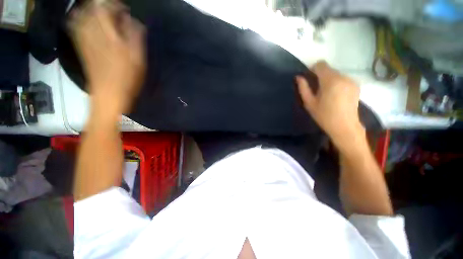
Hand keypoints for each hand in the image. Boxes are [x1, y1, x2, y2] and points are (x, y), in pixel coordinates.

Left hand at [69, 0, 145, 113]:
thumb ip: (136, 37)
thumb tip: (133, 20)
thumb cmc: (127, 78)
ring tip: (99, 12)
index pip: (108, 9)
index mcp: (111, 36)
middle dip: (102, 4)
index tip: (124, 8)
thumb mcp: (138, 59)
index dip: (115, 4)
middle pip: (92, 9)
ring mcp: (85, 40)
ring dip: (90, 10)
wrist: (109, 95)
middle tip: (112, 9)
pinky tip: (83, 19)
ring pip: (81, 15)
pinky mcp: (81, 47)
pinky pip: (75, 27)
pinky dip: (78, 19)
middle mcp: (95, 34)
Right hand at [296, 61, 364, 150]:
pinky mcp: (356, 85)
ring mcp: (351, 80)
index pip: (321, 64)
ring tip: (325, 93)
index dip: (313, 68)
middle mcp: (343, 77)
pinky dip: (336, 82)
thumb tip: (299, 77)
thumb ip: (303, 88)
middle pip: (328, 69)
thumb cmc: (324, 116)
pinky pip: (342, 78)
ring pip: (335, 73)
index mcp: (330, 81)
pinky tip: (335, 95)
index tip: (309, 78)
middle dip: (320, 75)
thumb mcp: (309, 103)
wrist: (345, 126)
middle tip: (315, 89)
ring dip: (328, 79)